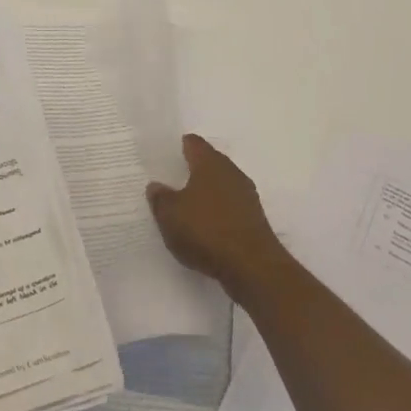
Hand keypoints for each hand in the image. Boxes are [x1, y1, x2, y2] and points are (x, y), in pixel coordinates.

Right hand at [146, 135, 290, 301]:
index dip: (179, 146)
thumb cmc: (206, 231)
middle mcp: (231, 173)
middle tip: (171, 179)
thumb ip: (160, 197)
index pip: (194, 143)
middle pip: (209, 163)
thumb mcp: (170, 215)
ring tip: (185, 204)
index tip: (166, 154)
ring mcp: (247, 196)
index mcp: (210, 163)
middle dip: (192, 170)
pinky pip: (229, 207)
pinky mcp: (254, 219)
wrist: (252, 267)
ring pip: (221, 186)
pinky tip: (204, 226)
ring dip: (206, 192)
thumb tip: (156, 186)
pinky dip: (216, 212)